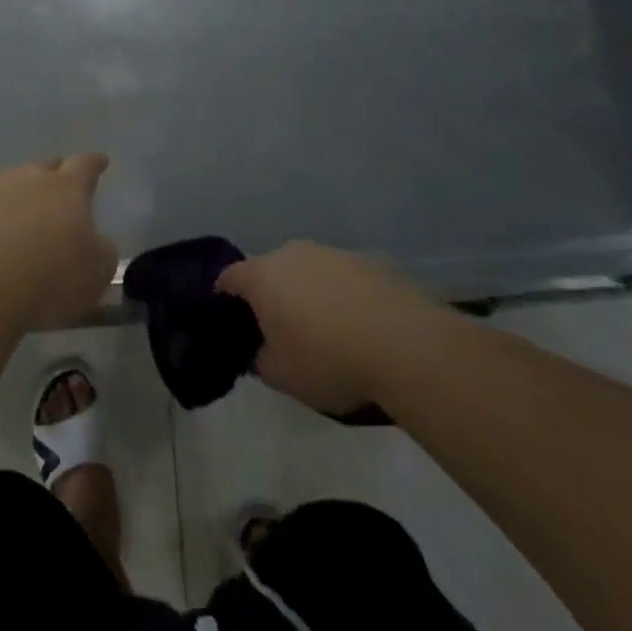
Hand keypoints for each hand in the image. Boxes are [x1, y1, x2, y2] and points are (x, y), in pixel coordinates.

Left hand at [0, 156, 117, 330]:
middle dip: (56, 175)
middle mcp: (28, 179)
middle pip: (45, 168)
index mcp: (66, 187)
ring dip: (21, 198)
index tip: (101, 161)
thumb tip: (94, 241)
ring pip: (12, 185)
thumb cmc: (50, 277)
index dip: (95, 164)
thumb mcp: (96, 271)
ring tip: (26, 220)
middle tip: (61, 190)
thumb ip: (100, 249)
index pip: (85, 165)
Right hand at [217, 243, 433, 415]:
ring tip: (324, 331)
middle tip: (279, 329)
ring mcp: (332, 254)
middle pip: (270, 271)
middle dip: (271, 295)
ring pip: (308, 272)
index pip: (230, 277)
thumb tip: (262, 351)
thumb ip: (260, 360)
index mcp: (262, 276)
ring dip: (308, 294)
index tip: (229, 317)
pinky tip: (357, 328)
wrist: (406, 346)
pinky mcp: (368, 262)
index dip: (225, 296)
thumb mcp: (281, 376)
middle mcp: (292, 254)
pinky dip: (341, 297)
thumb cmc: (328, 360)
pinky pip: (341, 280)